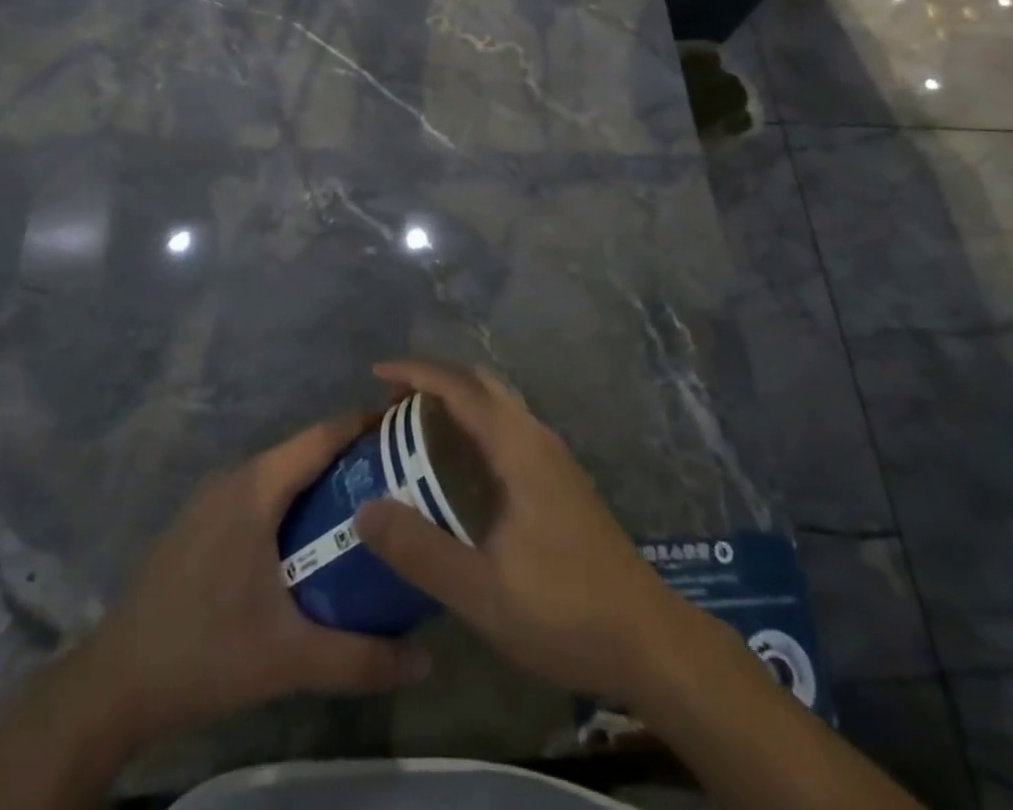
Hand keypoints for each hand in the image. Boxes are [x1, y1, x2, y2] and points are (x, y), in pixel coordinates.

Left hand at [85, 412, 432, 744]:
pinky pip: (257, 493)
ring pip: (278, 473)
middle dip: (350, 457)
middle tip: (398, 477)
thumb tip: (427, 659)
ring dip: (319, 481)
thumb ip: (361, 658)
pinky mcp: (198, 522)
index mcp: (256, 489)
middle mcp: (234, 478)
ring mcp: (210, 498)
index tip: (406, 428)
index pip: (321, 436)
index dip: (364, 424)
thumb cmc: (205, 653)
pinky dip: (290, 500)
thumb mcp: (290, 659)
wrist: (115, 683)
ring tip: (364, 506)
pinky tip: (308, 538)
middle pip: (303, 451)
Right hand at [355, 360, 687, 701]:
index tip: (375, 373)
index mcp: (517, 446)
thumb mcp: (481, 590)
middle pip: (479, 385)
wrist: (649, 640)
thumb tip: (364, 509)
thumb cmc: (564, 611)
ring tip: (414, 434)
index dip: (415, 372)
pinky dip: (473, 428)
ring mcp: (553, 458)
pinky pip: (507, 430)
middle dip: (433, 383)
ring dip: (455, 405)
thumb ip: (419, 549)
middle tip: (390, 407)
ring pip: (497, 407)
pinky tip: (458, 472)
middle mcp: (536, 437)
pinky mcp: (561, 481)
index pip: (459, 387)